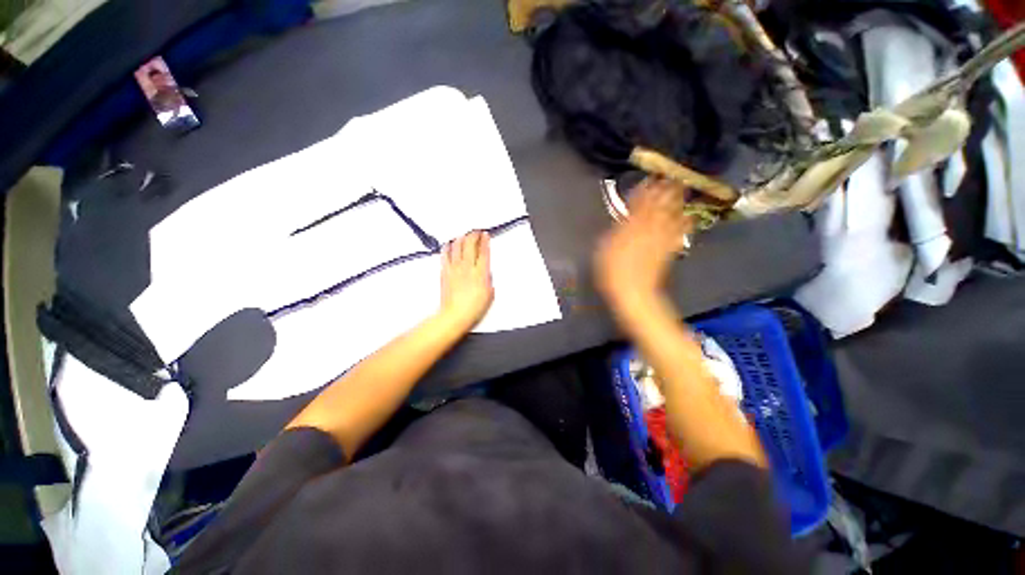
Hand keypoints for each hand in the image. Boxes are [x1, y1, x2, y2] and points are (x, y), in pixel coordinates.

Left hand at [439, 230, 493, 330]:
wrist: (456, 314)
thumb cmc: (474, 307)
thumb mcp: (490, 293)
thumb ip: (488, 280)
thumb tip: (486, 273)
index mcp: (481, 272)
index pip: (484, 251)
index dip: (485, 240)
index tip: (486, 235)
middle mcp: (468, 267)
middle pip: (470, 244)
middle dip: (474, 235)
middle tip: (476, 232)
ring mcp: (455, 268)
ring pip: (457, 246)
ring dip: (461, 238)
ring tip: (464, 236)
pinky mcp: (445, 271)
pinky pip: (445, 254)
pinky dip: (448, 247)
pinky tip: (449, 244)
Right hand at [594, 178, 691, 310]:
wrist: (633, 293)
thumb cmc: (612, 272)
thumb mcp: (604, 249)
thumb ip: (615, 231)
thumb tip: (622, 218)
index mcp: (630, 228)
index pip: (638, 205)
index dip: (645, 190)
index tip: (650, 177)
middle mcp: (647, 230)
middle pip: (658, 207)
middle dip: (664, 190)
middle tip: (672, 175)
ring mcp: (660, 240)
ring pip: (670, 216)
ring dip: (676, 201)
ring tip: (682, 187)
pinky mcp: (668, 251)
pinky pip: (678, 234)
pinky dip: (685, 223)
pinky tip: (690, 215)